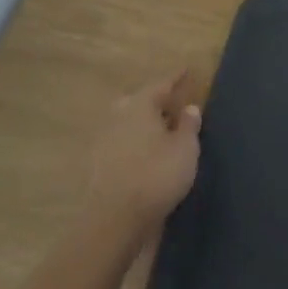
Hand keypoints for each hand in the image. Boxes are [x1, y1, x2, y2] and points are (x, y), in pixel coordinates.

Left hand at [84, 73, 201, 232]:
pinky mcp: (98, 164)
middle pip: (138, 101)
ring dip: (143, 122)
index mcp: (140, 106)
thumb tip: (189, 107)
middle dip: (154, 100)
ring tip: (161, 129)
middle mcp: (119, 116)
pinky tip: (145, 152)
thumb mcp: (185, 149)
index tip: (186, 70)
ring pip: (127, 121)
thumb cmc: (157, 175)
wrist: (114, 218)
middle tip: (172, 103)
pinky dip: (134, 141)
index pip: (161, 85)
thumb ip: (188, 125)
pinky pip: (121, 141)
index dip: (175, 78)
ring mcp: (104, 140)